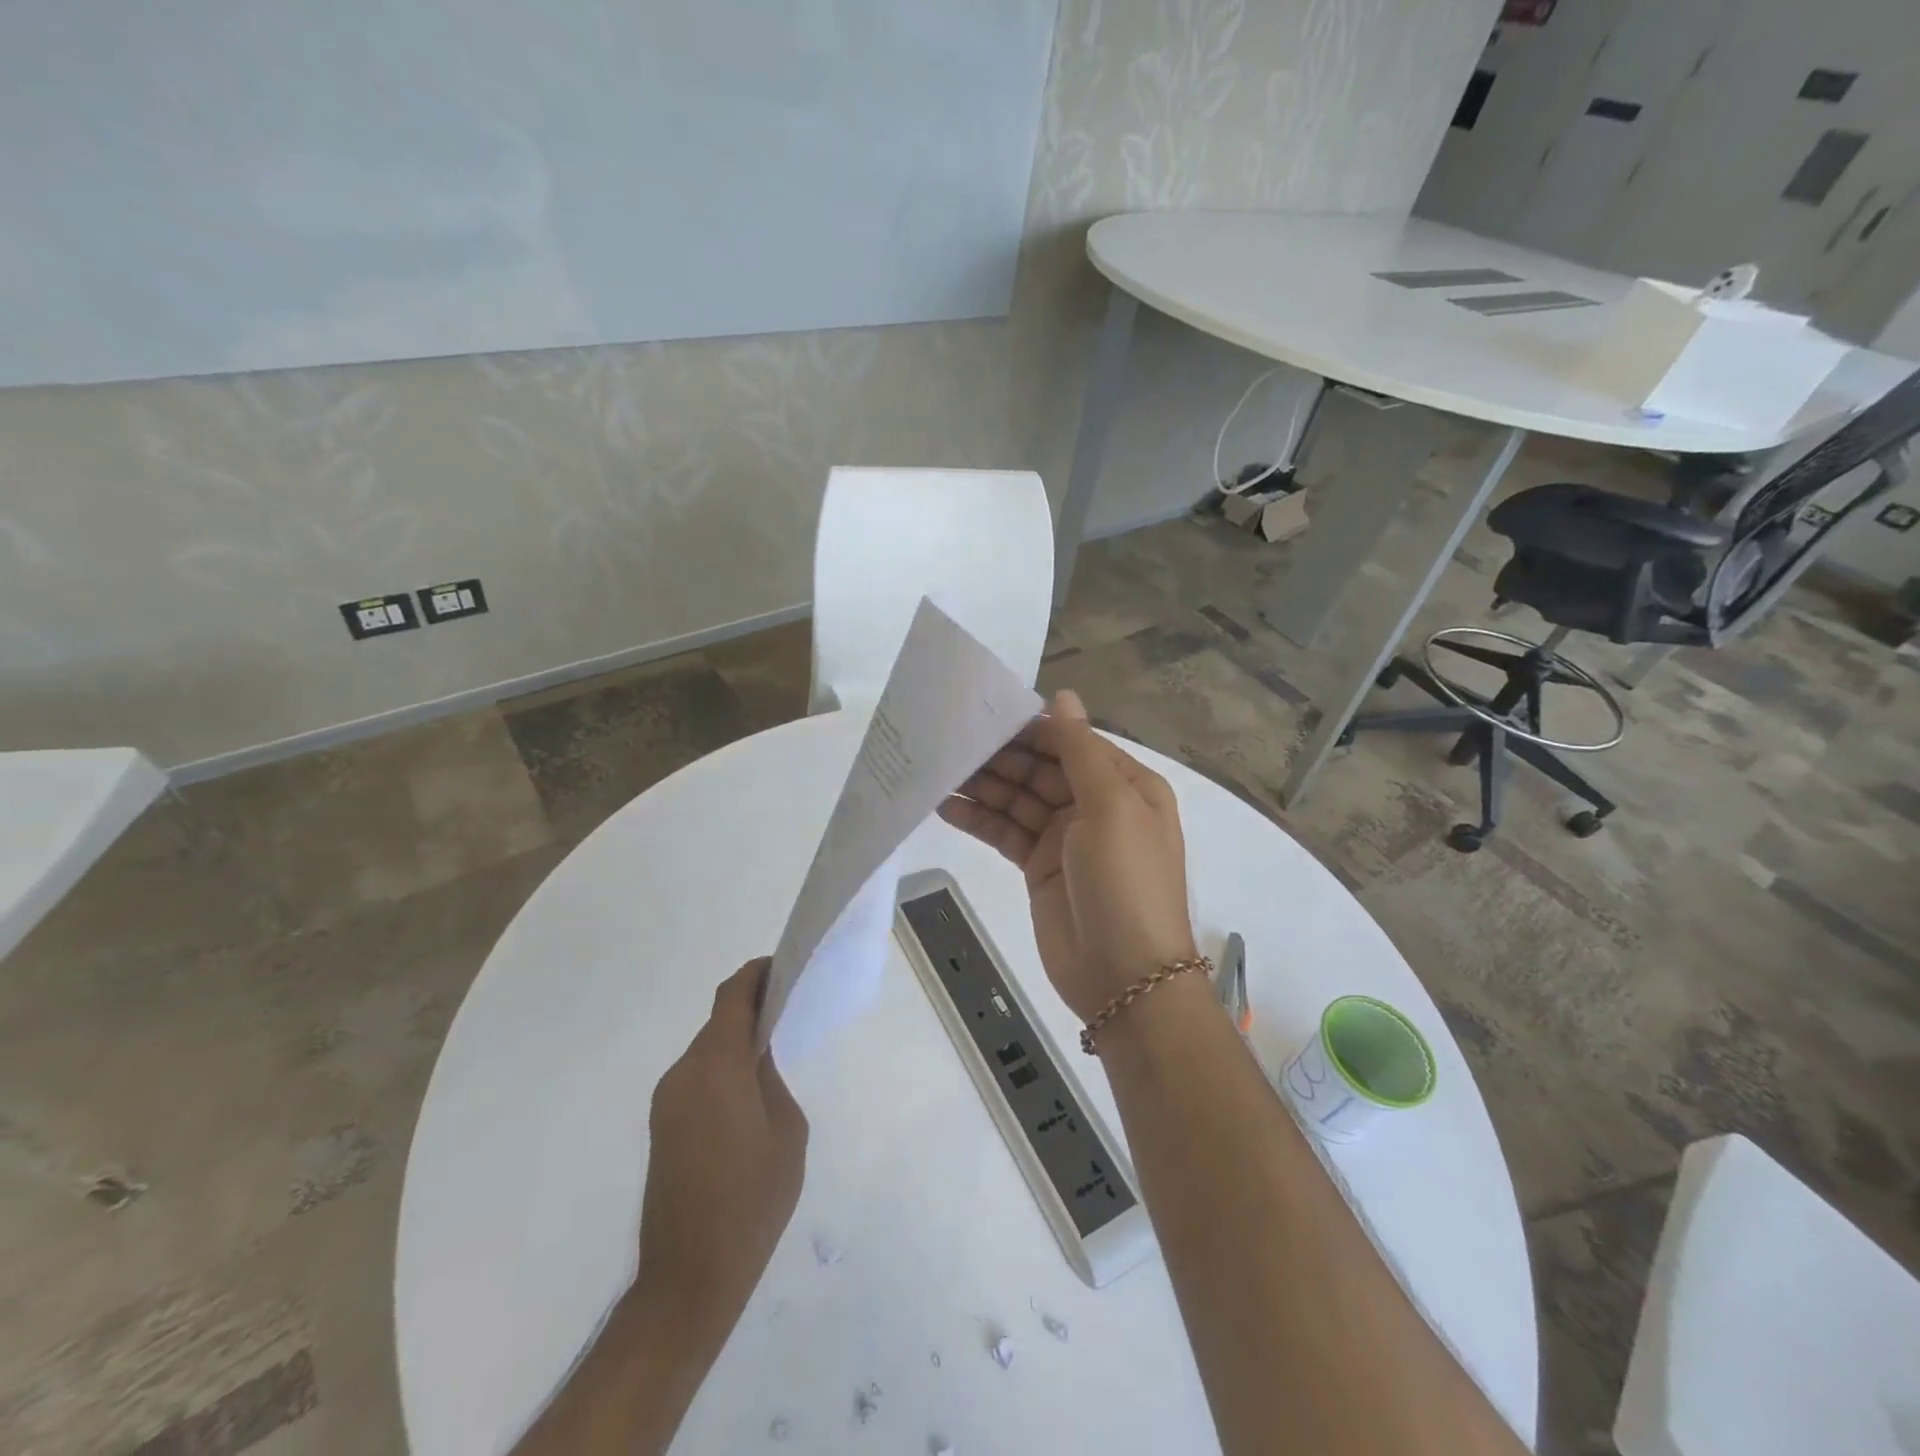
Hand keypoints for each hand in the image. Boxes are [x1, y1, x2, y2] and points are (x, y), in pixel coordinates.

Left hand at [635, 959, 807, 1360]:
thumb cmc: (751, 1201)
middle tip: (788, 1014)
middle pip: (719, 1021)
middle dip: (752, 1009)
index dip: (756, 974)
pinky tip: (747, 1097)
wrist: (689, 1279)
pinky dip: (723, 1070)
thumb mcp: (786, 1131)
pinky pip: (697, 1079)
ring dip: (736, 1042)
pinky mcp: (662, 1126)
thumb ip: (772, 1078)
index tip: (783, 970)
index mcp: (716, 1066)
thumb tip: (759, 1055)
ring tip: (773, 1057)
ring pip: (708, 1051)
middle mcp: (683, 1073)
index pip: (732, 996)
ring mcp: (667, 1102)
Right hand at [938, 690, 1197, 1021]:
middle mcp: (1095, 805)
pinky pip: (1005, 832)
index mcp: (1125, 785)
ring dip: (983, 785)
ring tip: (937, 768)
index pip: (1072, 743)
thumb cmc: (1126, 881)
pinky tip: (944, 806)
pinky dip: (979, 819)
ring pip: (1018, 799)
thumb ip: (1081, 751)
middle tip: (949, 740)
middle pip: (1041, 769)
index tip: (984, 714)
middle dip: (1000, 756)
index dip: (1031, 729)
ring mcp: (1065, 838)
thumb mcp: (1112, 807)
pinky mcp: (1038, 867)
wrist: (1124, 978)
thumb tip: (1063, 696)